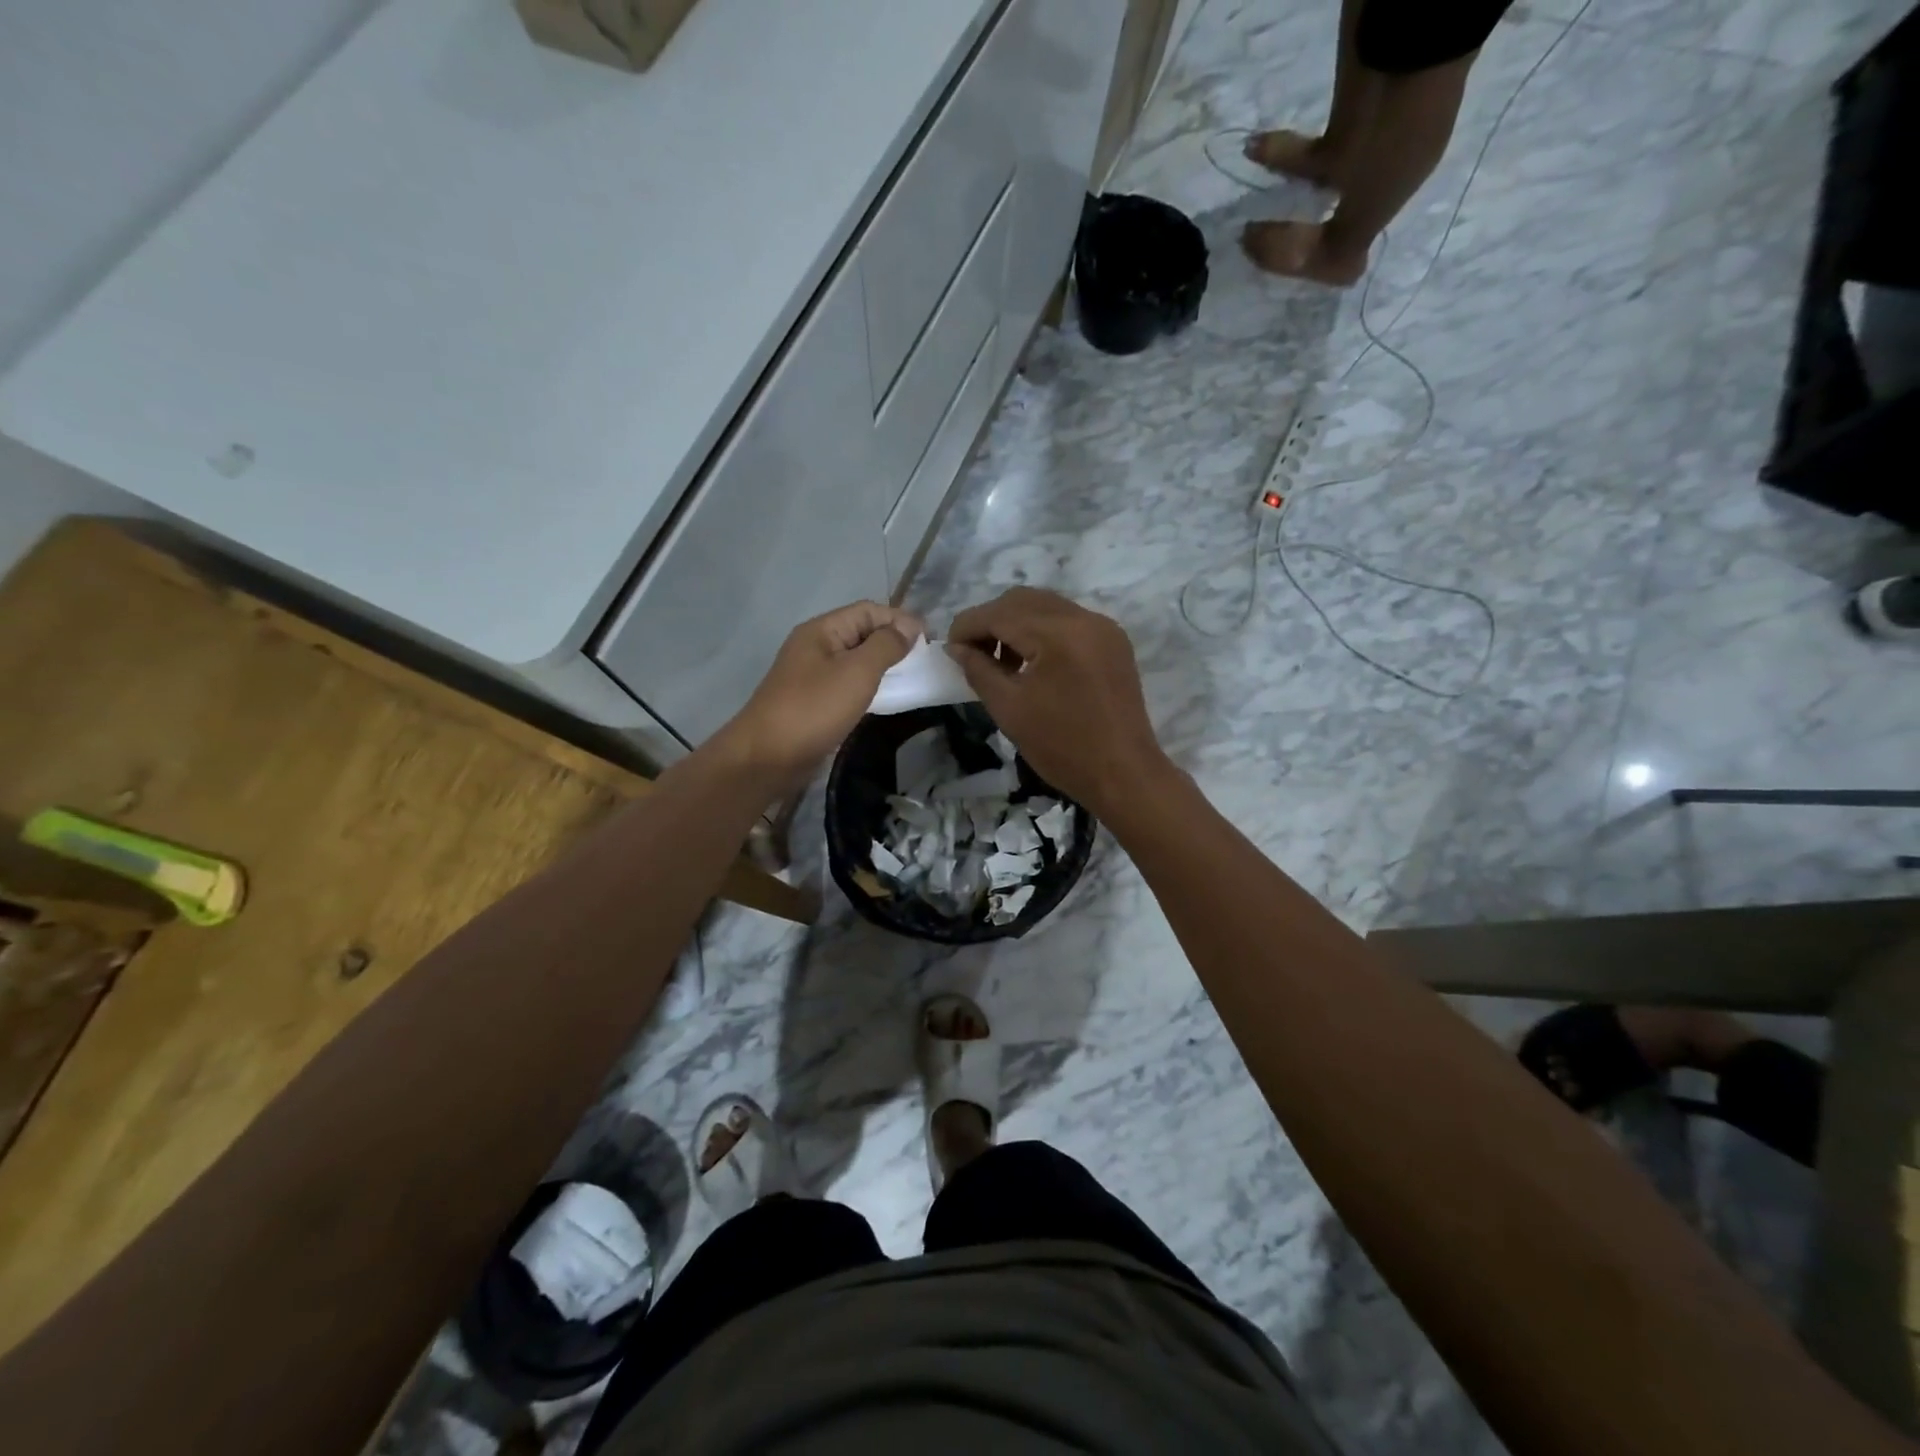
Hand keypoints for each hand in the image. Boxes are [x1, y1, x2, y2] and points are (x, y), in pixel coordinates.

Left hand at [714, 601, 922, 787]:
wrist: (767, 757)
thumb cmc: (814, 709)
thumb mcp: (857, 672)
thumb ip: (886, 646)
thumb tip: (908, 627)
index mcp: (822, 630)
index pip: (868, 610)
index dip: (900, 619)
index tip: (930, 640)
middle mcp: (816, 646)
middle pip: (861, 632)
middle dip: (893, 641)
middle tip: (924, 661)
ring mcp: (812, 675)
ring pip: (855, 660)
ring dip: (883, 665)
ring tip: (910, 678)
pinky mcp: (814, 701)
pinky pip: (847, 684)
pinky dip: (869, 686)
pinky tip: (885, 699)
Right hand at [946, 588, 1169, 815]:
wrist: (1123, 774)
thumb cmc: (1062, 747)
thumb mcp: (1009, 709)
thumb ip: (978, 669)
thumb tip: (957, 647)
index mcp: (1057, 633)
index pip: (998, 613)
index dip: (967, 626)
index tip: (949, 649)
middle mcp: (1083, 618)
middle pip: (1022, 600)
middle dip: (991, 620)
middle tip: (973, 654)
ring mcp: (1103, 627)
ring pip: (1046, 606)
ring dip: (1016, 624)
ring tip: (1002, 662)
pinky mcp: (1114, 641)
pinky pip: (1069, 620)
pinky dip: (1043, 631)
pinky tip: (1033, 663)